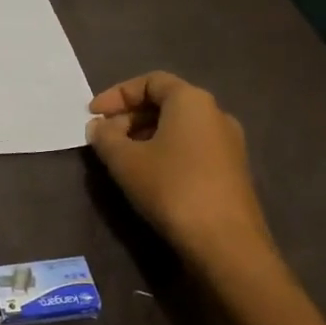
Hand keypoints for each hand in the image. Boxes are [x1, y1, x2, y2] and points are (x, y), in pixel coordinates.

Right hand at [86, 71, 277, 270]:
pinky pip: (192, 147)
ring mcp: (228, 143)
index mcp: (192, 100)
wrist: (226, 243)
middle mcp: (215, 113)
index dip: (117, 94)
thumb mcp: (125, 161)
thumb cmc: (172, 188)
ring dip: (145, 135)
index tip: (93, 115)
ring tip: (121, 158)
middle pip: (166, 102)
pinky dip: (165, 151)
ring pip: (179, 127)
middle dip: (130, 116)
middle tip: (104, 138)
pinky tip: (148, 175)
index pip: (150, 81)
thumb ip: (105, 137)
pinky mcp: (232, 170)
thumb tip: (99, 127)